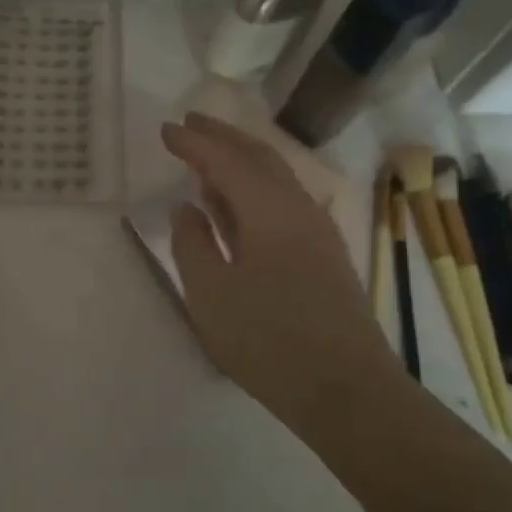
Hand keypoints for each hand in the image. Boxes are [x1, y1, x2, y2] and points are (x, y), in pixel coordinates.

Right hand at [163, 112, 395, 429]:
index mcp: (270, 211)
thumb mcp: (211, 294)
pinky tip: (239, 208)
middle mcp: (299, 210)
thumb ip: (192, 244)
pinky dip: (255, 192)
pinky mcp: (323, 257)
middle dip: (224, 137)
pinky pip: (284, 204)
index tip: (166, 129)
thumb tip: (187, 208)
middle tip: (191, 123)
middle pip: (260, 158)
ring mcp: (317, 233)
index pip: (226, 162)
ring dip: (241, 162)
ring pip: (277, 180)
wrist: (345, 389)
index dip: (194, 143)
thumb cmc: (268, 340)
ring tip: (210, 160)